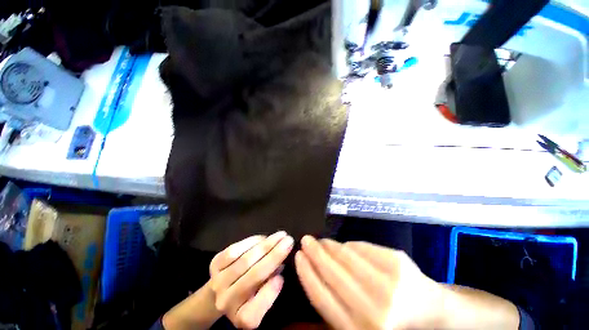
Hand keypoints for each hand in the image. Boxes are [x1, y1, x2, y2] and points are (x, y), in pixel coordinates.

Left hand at [209, 231, 293, 328]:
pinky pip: (235, 250)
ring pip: (246, 260)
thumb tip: (279, 267)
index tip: (283, 276)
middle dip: (275, 254)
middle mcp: (226, 302)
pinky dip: (252, 242)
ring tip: (280, 235)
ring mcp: (218, 281)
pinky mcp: (214, 263)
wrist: (219, 290)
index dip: (270, 293)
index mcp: (240, 318)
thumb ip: (270, 290)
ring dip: (266, 244)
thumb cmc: (247, 295)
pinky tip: (263, 238)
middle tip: (289, 240)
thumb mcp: (260, 301)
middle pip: (254, 276)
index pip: (254, 312)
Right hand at [294, 236, 443, 329]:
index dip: (307, 272)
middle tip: (305, 240)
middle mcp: (374, 311)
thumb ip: (334, 304)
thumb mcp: (357, 323)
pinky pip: (363, 248)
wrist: (431, 313)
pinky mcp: (397, 263)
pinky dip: (349, 245)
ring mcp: (389, 284)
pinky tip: (343, 245)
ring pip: (346, 257)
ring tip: (321, 241)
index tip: (298, 256)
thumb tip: (313, 270)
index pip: (322, 296)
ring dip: (330, 246)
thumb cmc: (388, 321)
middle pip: (333, 273)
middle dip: (315, 253)